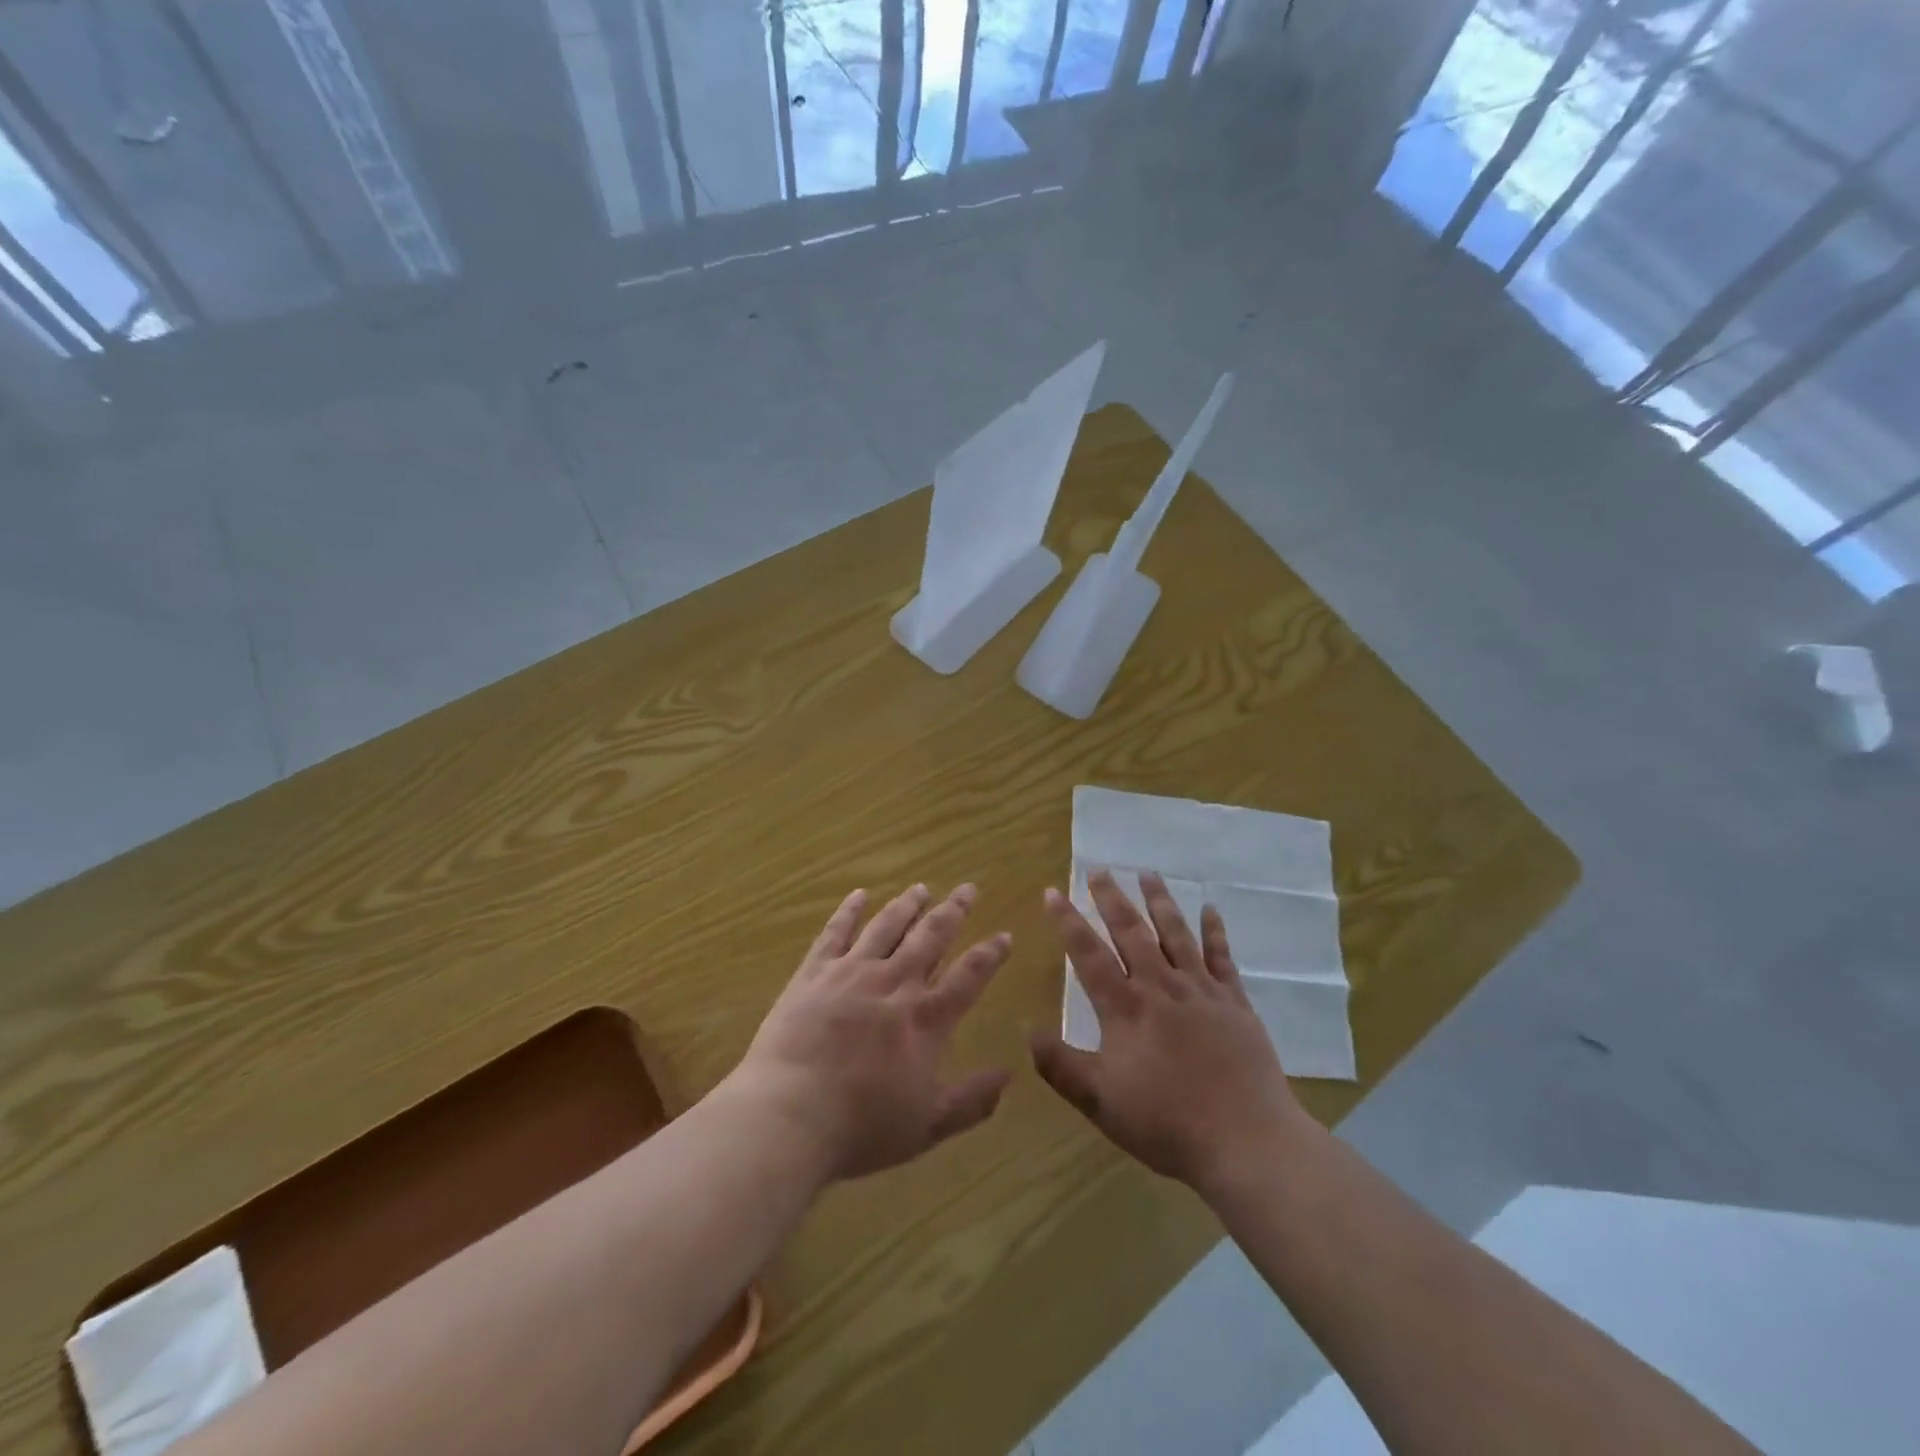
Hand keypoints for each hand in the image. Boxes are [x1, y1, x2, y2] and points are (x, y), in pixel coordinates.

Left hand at [731, 883, 1011, 1181]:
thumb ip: (971, 1101)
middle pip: (930, 937)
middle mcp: (894, 983)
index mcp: (925, 1019)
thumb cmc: (861, 1127)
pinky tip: (859, 895)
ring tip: (922, 887)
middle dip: (953, 911)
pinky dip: (849, 911)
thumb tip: (1010, 1076)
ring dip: (908, 905)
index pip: (968, 976)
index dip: (990, 954)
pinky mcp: (814, 973)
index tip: (1004, 935)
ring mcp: (851, 972)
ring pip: (887, 926)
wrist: (788, 1115)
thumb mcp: (927, 1125)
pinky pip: (835, 932)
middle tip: (968, 889)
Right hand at [1029, 870, 1314, 1194]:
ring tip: (1148, 873)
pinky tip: (1210, 909)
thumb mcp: (1099, 1101)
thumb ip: (1059, 1065)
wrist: (1246, 1141)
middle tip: (1098, 870)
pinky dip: (1215, 931)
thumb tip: (1025, 1028)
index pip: (1088, 954)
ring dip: (1159, 901)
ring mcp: (1201, 991)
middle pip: (1131, 932)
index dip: (1067, 921)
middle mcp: (1161, 986)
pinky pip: (1222, 957)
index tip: (1052, 892)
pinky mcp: (1235, 1002)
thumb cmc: (1166, 1123)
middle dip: (1111, 899)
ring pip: (1176, 933)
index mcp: (1126, 1008)